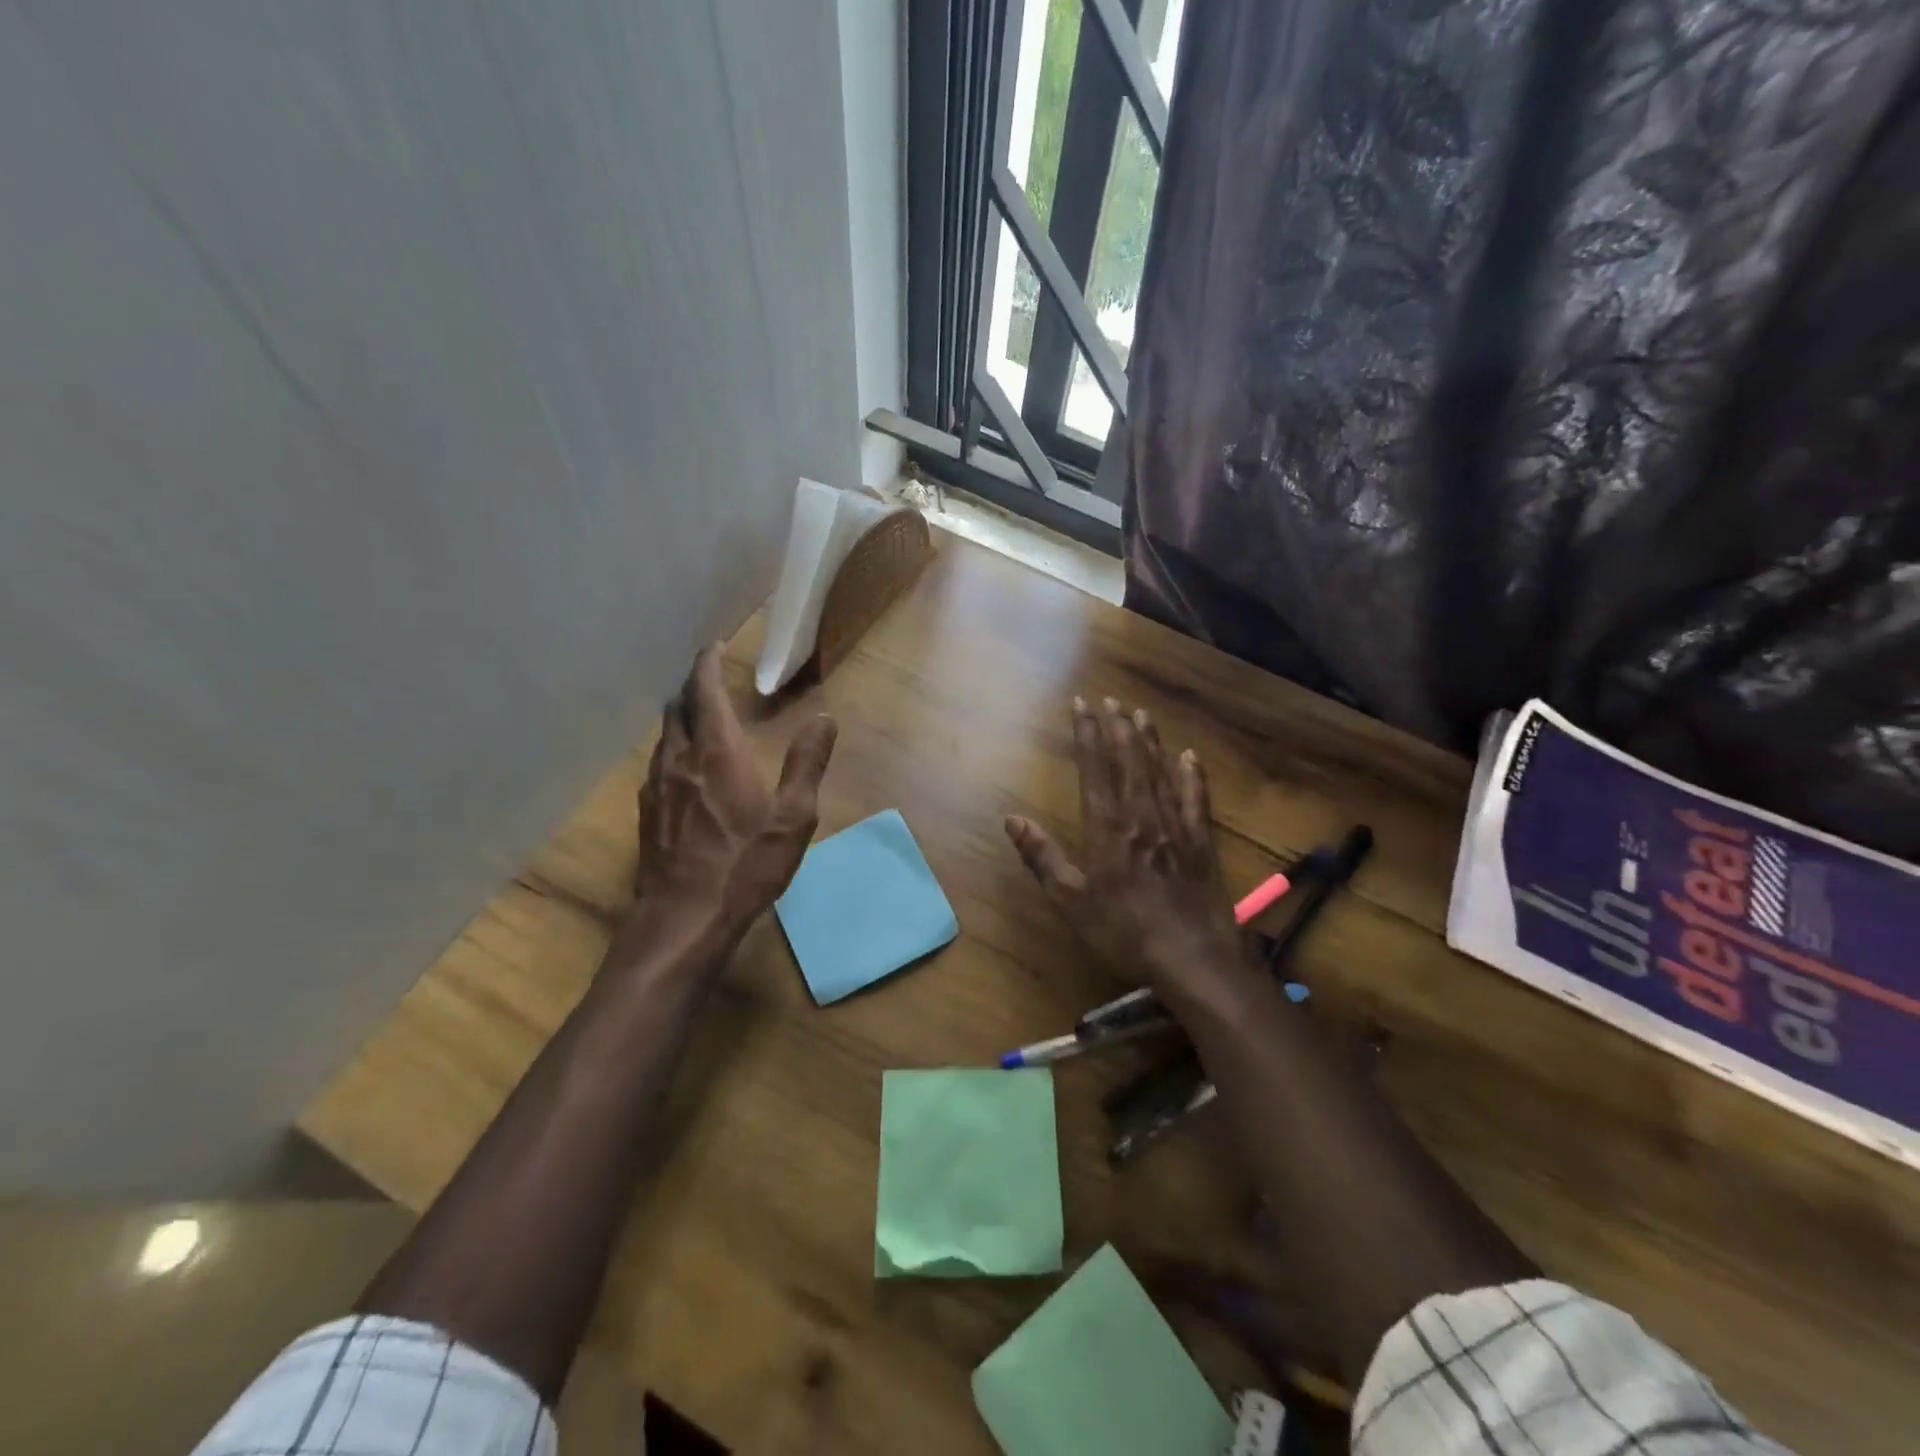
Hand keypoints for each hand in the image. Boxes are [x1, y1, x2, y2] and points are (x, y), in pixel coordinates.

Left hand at [631, 645, 837, 946]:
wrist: (684, 918)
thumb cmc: (745, 865)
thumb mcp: (792, 817)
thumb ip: (807, 763)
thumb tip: (825, 720)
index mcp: (717, 753)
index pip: (704, 693)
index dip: (707, 665)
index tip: (713, 647)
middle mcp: (680, 760)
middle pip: (677, 710)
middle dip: (692, 689)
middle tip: (708, 680)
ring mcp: (658, 788)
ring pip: (664, 737)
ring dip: (680, 718)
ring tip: (697, 717)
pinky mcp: (648, 814)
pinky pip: (658, 765)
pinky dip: (672, 749)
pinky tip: (684, 768)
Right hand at [1003, 697, 1253, 1002]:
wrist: (1193, 957)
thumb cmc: (1124, 931)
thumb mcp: (1070, 900)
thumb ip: (1042, 856)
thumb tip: (1012, 819)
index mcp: (1107, 827)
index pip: (1094, 768)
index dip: (1086, 734)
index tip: (1081, 705)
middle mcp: (1141, 816)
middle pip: (1129, 762)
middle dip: (1118, 728)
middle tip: (1112, 699)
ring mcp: (1175, 827)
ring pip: (1160, 773)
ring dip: (1149, 742)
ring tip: (1141, 715)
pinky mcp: (1200, 843)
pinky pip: (1196, 800)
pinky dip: (1192, 776)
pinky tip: (1189, 757)